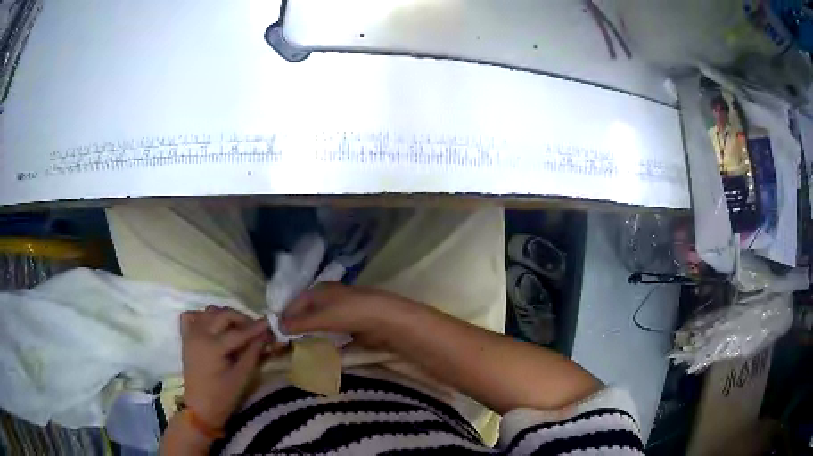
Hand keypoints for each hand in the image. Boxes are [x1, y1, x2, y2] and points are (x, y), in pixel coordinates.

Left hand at [180, 306, 279, 429]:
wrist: (200, 408)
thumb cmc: (223, 396)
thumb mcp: (241, 377)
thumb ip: (252, 354)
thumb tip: (265, 337)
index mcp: (213, 346)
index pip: (238, 332)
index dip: (256, 327)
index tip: (270, 323)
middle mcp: (199, 334)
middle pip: (223, 315)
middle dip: (241, 318)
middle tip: (255, 328)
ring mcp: (190, 334)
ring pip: (209, 312)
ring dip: (225, 316)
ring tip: (237, 328)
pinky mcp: (186, 338)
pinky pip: (191, 316)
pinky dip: (203, 316)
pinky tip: (213, 326)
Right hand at [281, 283, 411, 347]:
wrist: (385, 319)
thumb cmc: (350, 313)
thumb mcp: (321, 317)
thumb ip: (299, 323)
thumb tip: (277, 326)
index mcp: (319, 290)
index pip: (295, 303)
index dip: (285, 318)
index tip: (275, 334)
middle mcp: (328, 298)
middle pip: (306, 313)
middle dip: (296, 328)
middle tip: (285, 344)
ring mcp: (340, 311)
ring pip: (318, 323)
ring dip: (309, 335)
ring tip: (299, 349)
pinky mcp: (350, 324)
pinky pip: (331, 332)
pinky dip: (323, 340)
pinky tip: (319, 350)